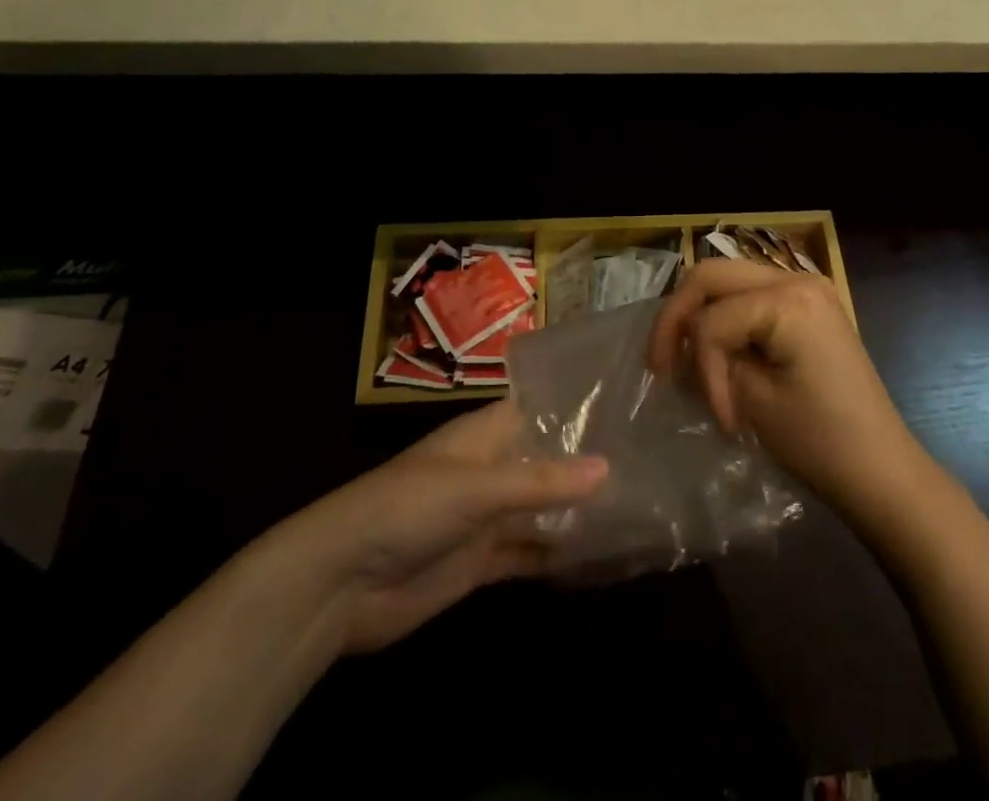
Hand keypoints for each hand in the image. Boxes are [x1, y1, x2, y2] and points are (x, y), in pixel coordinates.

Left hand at [268, 402, 606, 654]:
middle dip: (587, 463)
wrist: (340, 584)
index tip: (627, 404)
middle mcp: (491, 468)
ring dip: (578, 512)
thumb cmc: (406, 508)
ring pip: (542, 508)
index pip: (538, 408)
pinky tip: (600, 556)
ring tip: (638, 505)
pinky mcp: (481, 562)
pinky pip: (529, 553)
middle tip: (648, 459)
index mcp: (485, 434)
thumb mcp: (476, 488)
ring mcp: (486, 517)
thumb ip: (541, 482)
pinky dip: (558, 555)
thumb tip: (609, 468)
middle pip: (546, 460)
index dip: (577, 406)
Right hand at [647, 259, 920, 519]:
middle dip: (678, 318)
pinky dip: (726, 321)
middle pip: (711, 276)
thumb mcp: (754, 401)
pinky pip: (751, 297)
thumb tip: (686, 350)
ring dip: (700, 317)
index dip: (700, 366)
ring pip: (727, 282)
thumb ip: (712, 361)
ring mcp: (806, 287)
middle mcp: (796, 277)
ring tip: (684, 361)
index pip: (712, 318)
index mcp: (789, 299)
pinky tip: (717, 355)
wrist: (882, 470)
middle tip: (659, 364)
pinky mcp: (808, 305)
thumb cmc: (822, 442)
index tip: (716, 415)